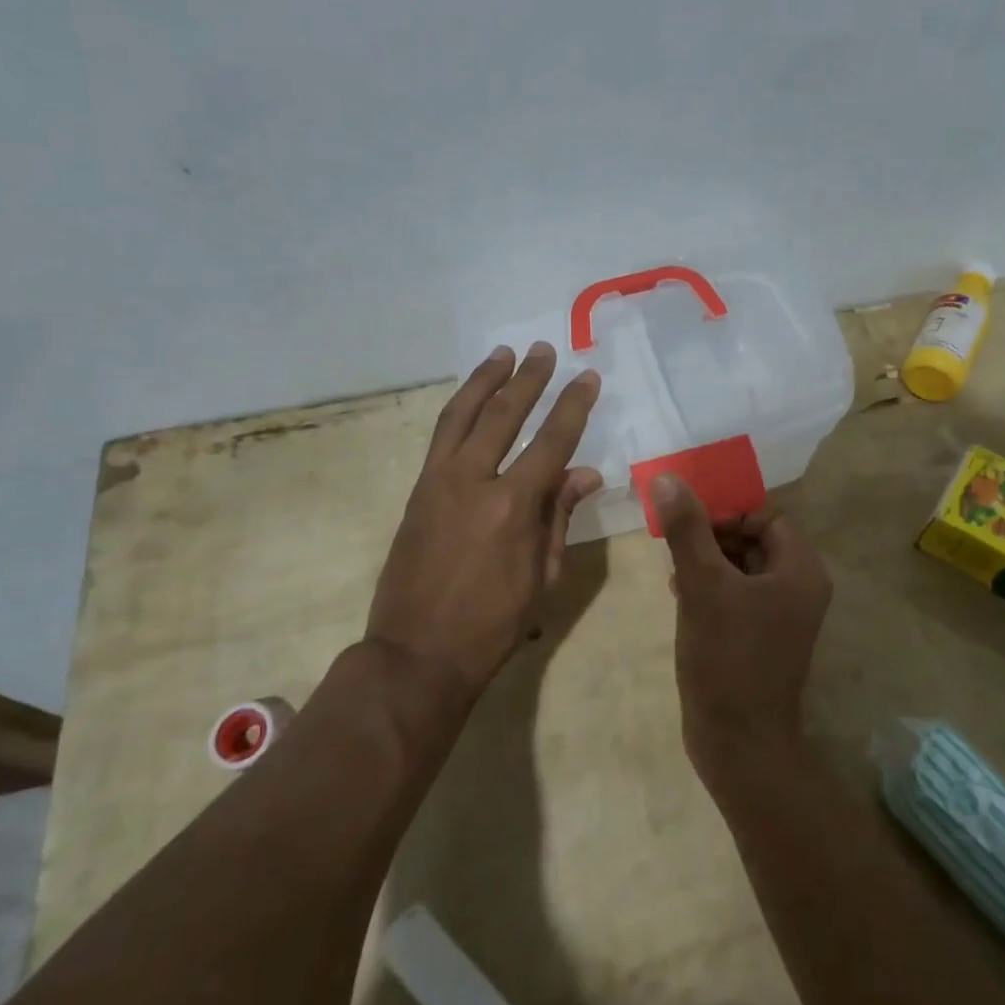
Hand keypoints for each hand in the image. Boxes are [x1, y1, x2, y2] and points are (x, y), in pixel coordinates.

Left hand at [365, 343, 601, 701]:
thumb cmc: (492, 624)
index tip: (587, 377)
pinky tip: (470, 400)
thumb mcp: (542, 576)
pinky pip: (440, 437)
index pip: (552, 441)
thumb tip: (586, 473)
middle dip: (527, 379)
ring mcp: (438, 482)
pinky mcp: (417, 491)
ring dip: (484, 381)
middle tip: (544, 351)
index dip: (573, 406)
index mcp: (513, 505)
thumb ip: (560, 517)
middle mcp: (473, 480)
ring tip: (502, 354)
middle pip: (502, 414)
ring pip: (461, 415)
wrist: (417, 653)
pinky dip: (458, 409)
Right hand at [652, 474, 832, 778]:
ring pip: (742, 567)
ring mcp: (781, 615)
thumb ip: (687, 529)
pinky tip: (679, 593)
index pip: (768, 516)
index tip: (690, 521)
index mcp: (800, 569)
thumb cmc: (727, 657)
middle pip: (755, 539)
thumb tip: (667, 478)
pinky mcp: (761, 637)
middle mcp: (798, 587)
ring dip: (707, 560)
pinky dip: (711, 586)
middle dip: (713, 535)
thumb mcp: (702, 585)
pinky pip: (738, 594)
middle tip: (675, 543)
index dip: (729, 511)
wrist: (738, 743)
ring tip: (673, 569)